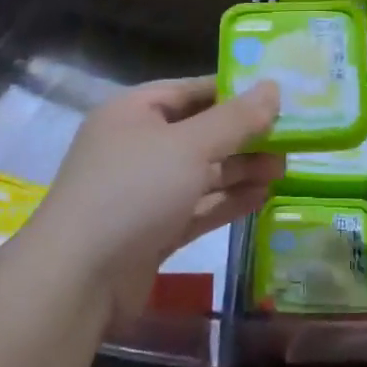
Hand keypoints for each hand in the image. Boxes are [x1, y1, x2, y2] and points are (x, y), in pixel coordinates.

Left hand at [36, 77, 282, 320]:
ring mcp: (144, 191)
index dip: (234, 90)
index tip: (277, 94)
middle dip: (243, 135)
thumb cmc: (133, 191)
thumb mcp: (190, 146)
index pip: (192, 90)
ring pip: (201, 172)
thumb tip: (273, 87)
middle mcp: (137, 145)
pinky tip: (262, 197)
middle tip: (290, 137)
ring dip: (240, 169)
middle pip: (200, 131)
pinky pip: (197, 206)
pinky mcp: (152, 230)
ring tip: (285, 168)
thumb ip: (235, 118)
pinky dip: (227, 200)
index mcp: (134, 111)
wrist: (76, 280)